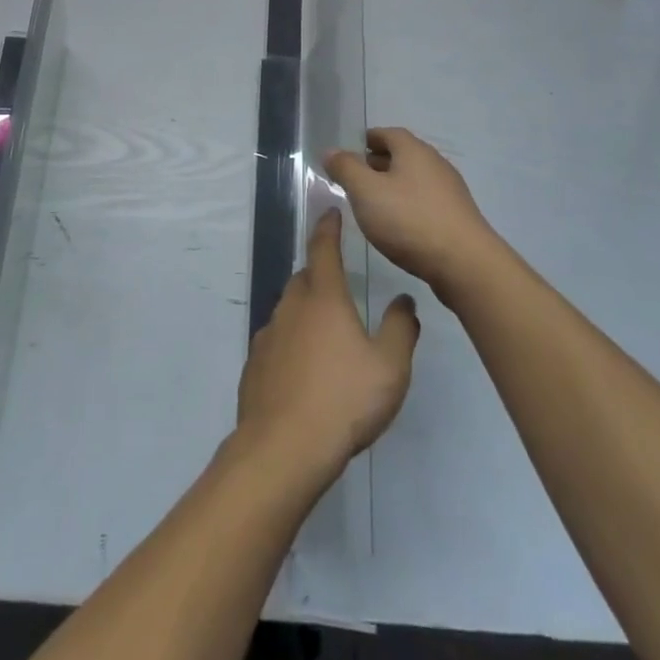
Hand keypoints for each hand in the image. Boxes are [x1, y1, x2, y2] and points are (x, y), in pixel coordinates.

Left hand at [236, 210, 418, 484]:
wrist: (284, 447)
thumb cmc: (344, 400)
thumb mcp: (389, 367)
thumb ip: (400, 329)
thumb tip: (404, 300)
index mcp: (324, 298)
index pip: (324, 249)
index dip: (328, 228)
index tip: (331, 212)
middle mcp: (291, 307)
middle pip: (304, 278)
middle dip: (319, 274)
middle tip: (339, 286)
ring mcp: (268, 335)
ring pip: (288, 310)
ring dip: (304, 311)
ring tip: (325, 333)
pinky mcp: (254, 364)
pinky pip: (276, 341)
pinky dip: (290, 342)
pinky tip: (303, 369)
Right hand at [324, 128, 502, 300]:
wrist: (465, 263)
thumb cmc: (409, 220)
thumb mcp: (366, 192)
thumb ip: (346, 168)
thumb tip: (331, 150)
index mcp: (413, 151)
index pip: (388, 133)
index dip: (369, 139)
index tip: (353, 150)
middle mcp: (435, 164)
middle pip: (403, 155)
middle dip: (379, 163)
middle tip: (356, 177)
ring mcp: (450, 191)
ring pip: (414, 179)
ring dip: (393, 185)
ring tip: (373, 203)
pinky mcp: (457, 216)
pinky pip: (426, 201)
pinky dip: (408, 204)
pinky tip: (398, 224)